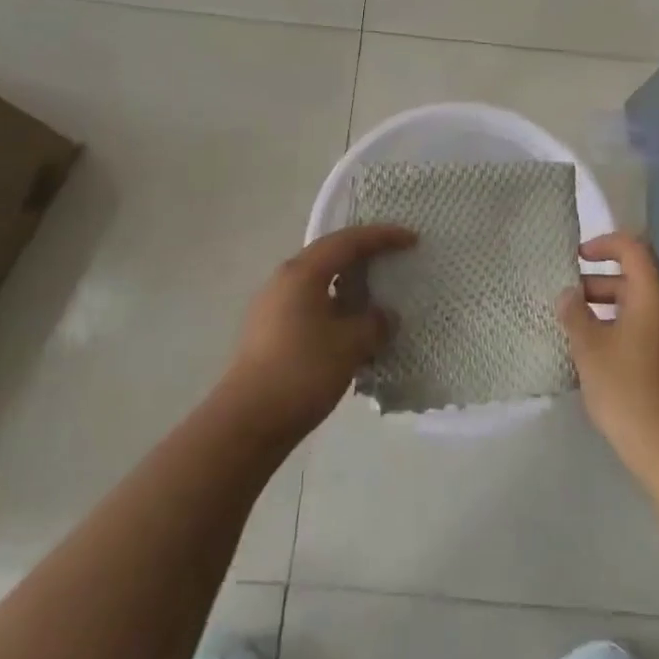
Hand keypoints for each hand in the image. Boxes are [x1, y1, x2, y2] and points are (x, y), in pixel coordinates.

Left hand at [219, 224, 414, 445]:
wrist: (247, 421)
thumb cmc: (302, 372)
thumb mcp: (350, 345)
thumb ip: (374, 323)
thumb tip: (384, 316)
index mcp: (303, 272)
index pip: (348, 241)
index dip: (382, 237)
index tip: (411, 239)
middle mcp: (284, 279)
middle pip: (331, 255)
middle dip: (364, 255)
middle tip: (394, 258)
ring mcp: (273, 305)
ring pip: (319, 281)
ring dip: (348, 284)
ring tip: (375, 295)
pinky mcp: (269, 331)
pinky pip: (310, 304)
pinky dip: (335, 307)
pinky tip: (351, 328)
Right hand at [559, 232, 658, 479]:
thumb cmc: (627, 389)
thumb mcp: (590, 348)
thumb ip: (575, 314)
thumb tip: (569, 295)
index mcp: (652, 296)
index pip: (633, 248)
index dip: (604, 244)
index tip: (576, 257)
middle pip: (634, 278)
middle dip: (597, 282)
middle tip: (566, 298)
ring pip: (637, 307)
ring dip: (605, 309)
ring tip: (574, 327)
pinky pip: (643, 330)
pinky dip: (618, 330)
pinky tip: (594, 355)